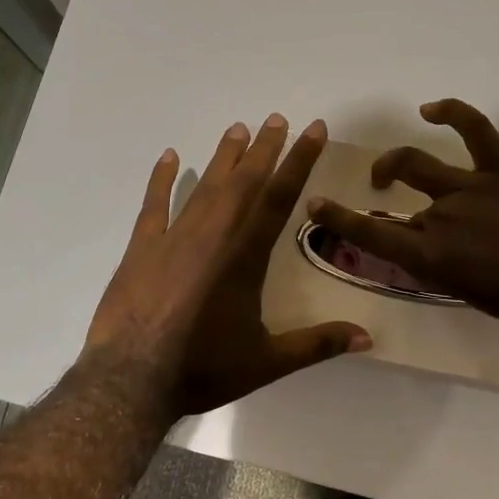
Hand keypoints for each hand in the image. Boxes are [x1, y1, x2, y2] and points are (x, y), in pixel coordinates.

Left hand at [85, 115, 368, 419]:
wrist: (131, 380)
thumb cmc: (203, 368)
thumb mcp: (267, 362)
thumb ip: (317, 344)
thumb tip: (367, 339)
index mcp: (246, 256)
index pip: (280, 197)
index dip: (299, 160)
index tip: (313, 129)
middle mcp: (214, 235)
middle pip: (244, 182)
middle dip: (264, 148)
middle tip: (276, 118)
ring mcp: (174, 238)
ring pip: (205, 186)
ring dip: (224, 157)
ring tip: (237, 128)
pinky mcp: (142, 248)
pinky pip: (154, 204)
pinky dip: (162, 179)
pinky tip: (169, 157)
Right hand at [307, 99, 498, 341]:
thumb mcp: (474, 295)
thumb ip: (445, 268)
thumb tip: (432, 249)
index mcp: (432, 258)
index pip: (372, 235)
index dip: (339, 219)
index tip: (315, 205)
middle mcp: (442, 218)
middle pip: (402, 204)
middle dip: (385, 199)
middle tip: (380, 198)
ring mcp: (472, 189)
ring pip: (419, 163)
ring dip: (396, 161)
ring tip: (388, 167)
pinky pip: (475, 131)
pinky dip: (452, 112)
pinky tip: (432, 109)